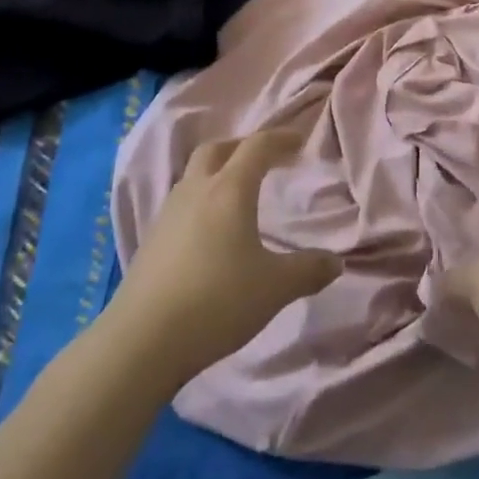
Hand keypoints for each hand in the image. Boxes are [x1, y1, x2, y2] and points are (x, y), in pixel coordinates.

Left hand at [107, 131, 341, 385]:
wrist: (142, 339)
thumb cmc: (217, 301)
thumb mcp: (274, 288)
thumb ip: (308, 270)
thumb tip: (335, 262)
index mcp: (230, 189)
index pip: (257, 146)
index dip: (280, 139)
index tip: (299, 141)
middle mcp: (196, 190)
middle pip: (218, 149)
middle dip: (243, 147)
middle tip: (264, 159)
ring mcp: (168, 213)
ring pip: (194, 174)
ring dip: (218, 171)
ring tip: (237, 193)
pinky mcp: (151, 239)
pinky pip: (182, 202)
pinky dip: (201, 200)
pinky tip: (210, 230)